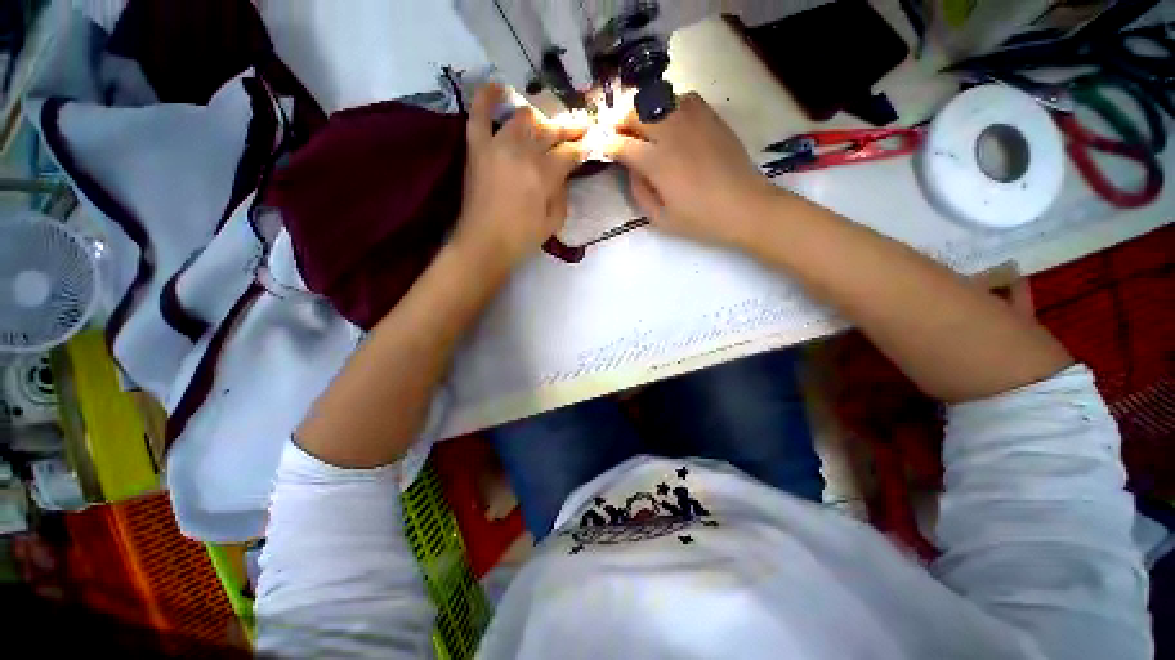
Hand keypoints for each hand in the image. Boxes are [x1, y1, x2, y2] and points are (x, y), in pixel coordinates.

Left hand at [453, 83, 587, 269]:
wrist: (483, 243)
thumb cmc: (522, 238)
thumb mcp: (554, 221)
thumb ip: (562, 193)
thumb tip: (563, 173)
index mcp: (544, 175)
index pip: (570, 152)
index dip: (584, 147)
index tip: (593, 143)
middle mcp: (523, 152)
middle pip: (551, 131)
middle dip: (570, 128)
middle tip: (581, 128)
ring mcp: (497, 145)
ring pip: (524, 118)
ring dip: (540, 120)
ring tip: (547, 127)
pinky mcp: (477, 147)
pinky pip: (479, 113)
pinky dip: (486, 97)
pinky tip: (499, 87)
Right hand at [604, 92, 779, 246]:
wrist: (745, 207)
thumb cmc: (701, 220)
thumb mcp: (661, 218)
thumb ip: (639, 192)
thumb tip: (631, 168)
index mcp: (658, 163)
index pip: (621, 144)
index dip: (606, 144)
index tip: (600, 147)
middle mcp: (672, 133)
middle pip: (635, 111)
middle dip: (617, 120)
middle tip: (614, 132)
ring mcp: (693, 120)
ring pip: (657, 99)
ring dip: (640, 109)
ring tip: (638, 124)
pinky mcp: (710, 117)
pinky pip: (682, 98)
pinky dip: (668, 104)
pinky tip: (668, 120)